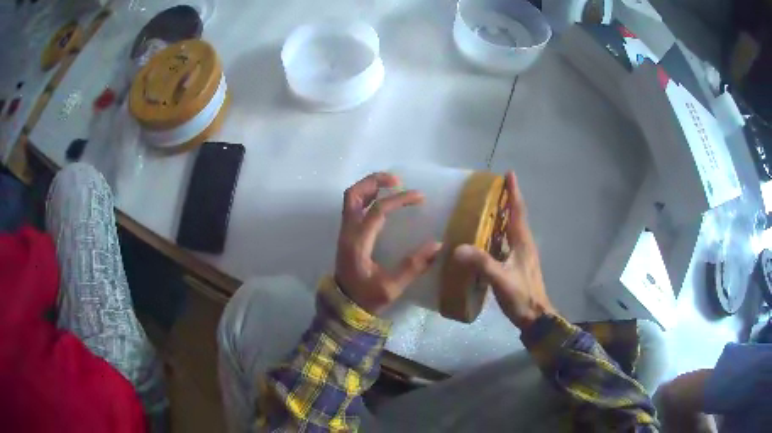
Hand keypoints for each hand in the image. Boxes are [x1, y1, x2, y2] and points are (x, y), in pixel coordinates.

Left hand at [335, 172, 442, 313]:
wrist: (342, 306)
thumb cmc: (366, 298)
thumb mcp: (391, 287)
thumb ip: (413, 266)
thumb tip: (437, 245)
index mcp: (358, 243)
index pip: (377, 211)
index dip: (399, 199)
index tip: (420, 197)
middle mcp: (348, 232)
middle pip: (354, 194)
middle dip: (375, 181)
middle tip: (398, 180)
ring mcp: (345, 232)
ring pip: (351, 198)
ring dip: (369, 186)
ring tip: (392, 185)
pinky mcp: (347, 234)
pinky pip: (353, 206)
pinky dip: (367, 196)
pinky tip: (383, 200)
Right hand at [453, 172, 554, 329]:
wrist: (536, 317)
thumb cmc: (522, 296)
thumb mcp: (501, 279)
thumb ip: (482, 264)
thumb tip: (458, 248)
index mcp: (522, 242)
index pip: (518, 211)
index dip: (513, 192)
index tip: (509, 174)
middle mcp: (524, 244)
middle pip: (517, 217)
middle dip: (508, 201)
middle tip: (494, 189)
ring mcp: (522, 256)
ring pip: (513, 230)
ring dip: (504, 217)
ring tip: (489, 209)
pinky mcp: (518, 266)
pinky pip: (508, 243)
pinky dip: (500, 234)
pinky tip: (488, 239)